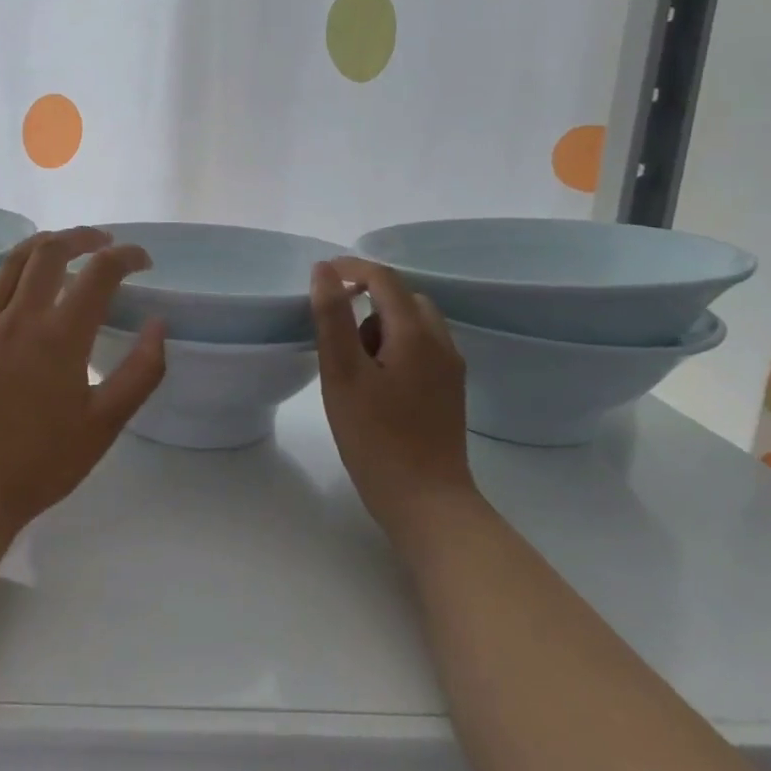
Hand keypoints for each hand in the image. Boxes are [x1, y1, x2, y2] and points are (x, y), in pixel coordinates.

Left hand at [0, 228, 166, 541]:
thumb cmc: (43, 461)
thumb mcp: (105, 424)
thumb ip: (140, 372)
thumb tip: (158, 325)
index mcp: (60, 335)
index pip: (99, 273)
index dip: (127, 257)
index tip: (144, 261)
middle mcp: (22, 317)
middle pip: (50, 251)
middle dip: (82, 237)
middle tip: (106, 243)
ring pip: (14, 262)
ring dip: (44, 244)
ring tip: (66, 247)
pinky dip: (16, 271)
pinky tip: (26, 285)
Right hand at [311, 258, 475, 539]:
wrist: (426, 502)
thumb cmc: (376, 437)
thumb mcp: (342, 374)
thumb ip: (333, 317)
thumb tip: (324, 270)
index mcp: (416, 333)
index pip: (384, 279)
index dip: (351, 269)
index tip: (321, 276)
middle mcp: (441, 343)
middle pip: (403, 298)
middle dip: (367, 300)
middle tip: (335, 333)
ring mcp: (450, 369)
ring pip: (414, 324)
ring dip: (381, 326)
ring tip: (353, 366)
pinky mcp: (449, 392)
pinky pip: (421, 349)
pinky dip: (395, 347)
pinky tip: (375, 384)